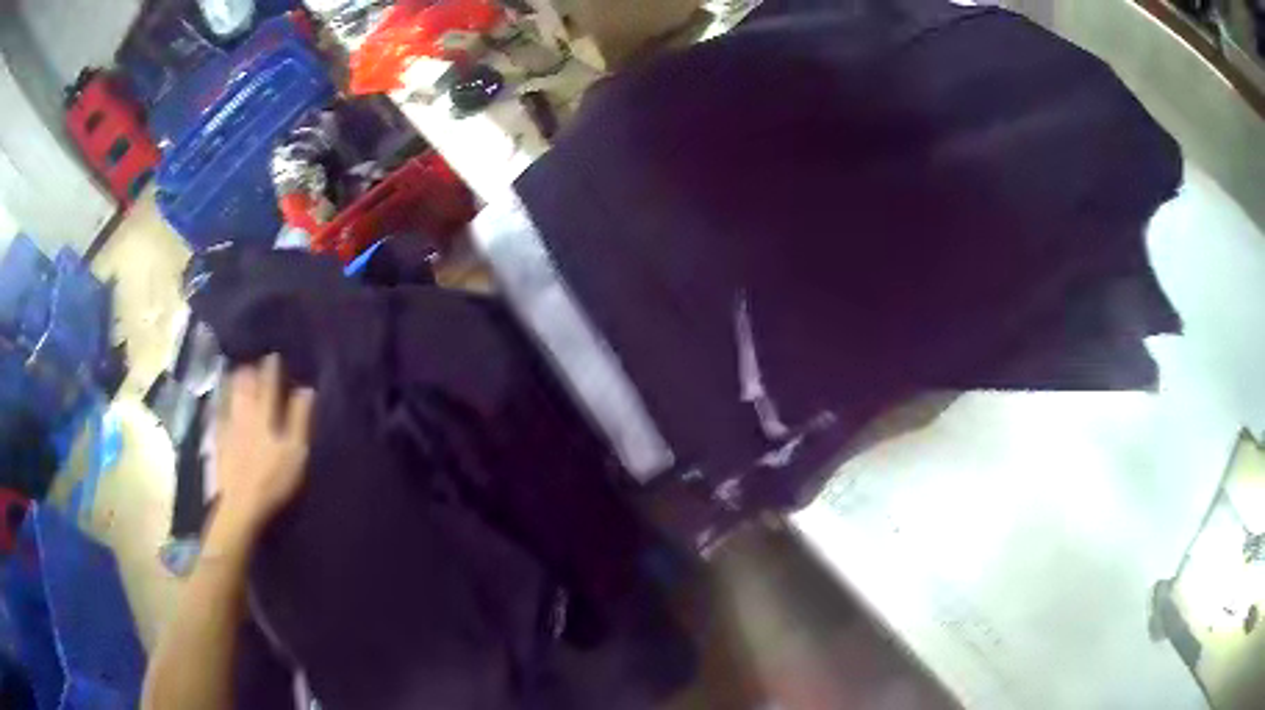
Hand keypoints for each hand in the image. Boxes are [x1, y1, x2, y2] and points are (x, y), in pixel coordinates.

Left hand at [211, 354, 315, 540]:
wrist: (241, 503)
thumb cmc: (273, 479)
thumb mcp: (295, 453)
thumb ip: (300, 420)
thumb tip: (306, 390)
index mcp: (265, 415)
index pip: (269, 384)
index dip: (272, 368)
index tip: (274, 356)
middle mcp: (244, 413)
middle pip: (245, 385)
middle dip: (249, 370)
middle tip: (252, 362)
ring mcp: (229, 426)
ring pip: (230, 395)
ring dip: (234, 381)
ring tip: (236, 372)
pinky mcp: (218, 440)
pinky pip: (219, 412)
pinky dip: (221, 401)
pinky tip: (221, 400)